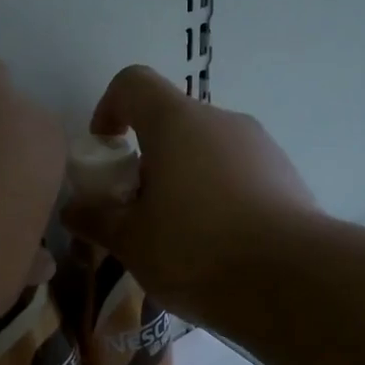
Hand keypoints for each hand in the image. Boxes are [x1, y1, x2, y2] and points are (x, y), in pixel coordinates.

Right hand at [61, 66, 318, 320]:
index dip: (109, 109)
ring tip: (179, 238)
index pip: (133, 83)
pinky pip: (240, 176)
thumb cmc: (196, 251)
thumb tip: (73, 209)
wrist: (291, 281)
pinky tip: (219, 247)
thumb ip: (97, 220)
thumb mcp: (131, 242)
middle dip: (148, 160)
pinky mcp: (288, 178)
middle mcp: (223, 122)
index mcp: (177, 123)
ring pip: (209, 152)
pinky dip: (219, 198)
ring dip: (185, 181)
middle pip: (173, 123)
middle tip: (137, 211)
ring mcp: (262, 148)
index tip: (105, 152)